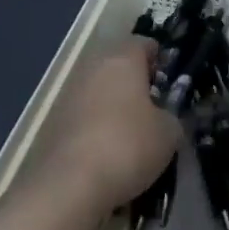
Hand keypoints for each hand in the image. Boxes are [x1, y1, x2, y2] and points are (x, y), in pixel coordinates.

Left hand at [42, 37, 180, 215]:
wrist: (70, 185)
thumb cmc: (128, 145)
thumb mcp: (169, 134)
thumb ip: (173, 117)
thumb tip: (166, 118)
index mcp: (123, 59)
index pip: (145, 44)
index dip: (161, 61)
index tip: (171, 84)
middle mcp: (94, 68)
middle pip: (120, 67)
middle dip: (138, 85)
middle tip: (156, 111)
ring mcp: (71, 94)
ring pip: (102, 93)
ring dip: (117, 108)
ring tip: (134, 138)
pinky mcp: (56, 123)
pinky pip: (86, 118)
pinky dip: (99, 129)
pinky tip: (111, 156)